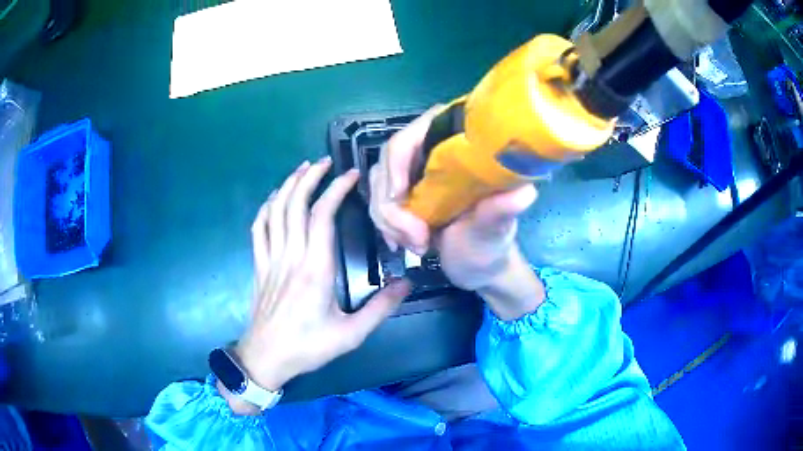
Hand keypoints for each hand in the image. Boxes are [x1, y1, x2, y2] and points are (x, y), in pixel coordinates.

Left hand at [224, 158, 410, 414]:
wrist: (266, 358)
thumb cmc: (309, 347)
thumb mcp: (351, 334)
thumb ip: (380, 308)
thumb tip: (406, 283)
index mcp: (316, 270)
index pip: (323, 216)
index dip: (336, 190)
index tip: (350, 175)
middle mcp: (291, 256)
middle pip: (296, 205)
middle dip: (310, 178)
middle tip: (325, 163)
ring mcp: (271, 259)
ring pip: (275, 211)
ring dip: (288, 186)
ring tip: (302, 170)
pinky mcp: (259, 265)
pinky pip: (258, 228)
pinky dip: (266, 208)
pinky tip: (274, 199)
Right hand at [369, 108, 543, 319]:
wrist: (478, 268)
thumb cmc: (491, 246)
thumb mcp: (495, 231)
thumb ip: (500, 211)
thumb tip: (526, 192)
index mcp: (462, 148)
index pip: (419, 130)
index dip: (399, 158)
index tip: (400, 195)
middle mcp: (436, 153)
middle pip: (390, 158)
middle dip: (394, 203)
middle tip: (416, 239)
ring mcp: (417, 173)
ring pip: (380, 182)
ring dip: (389, 219)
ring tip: (417, 246)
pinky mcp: (406, 192)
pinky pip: (379, 200)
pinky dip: (385, 224)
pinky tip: (402, 243)